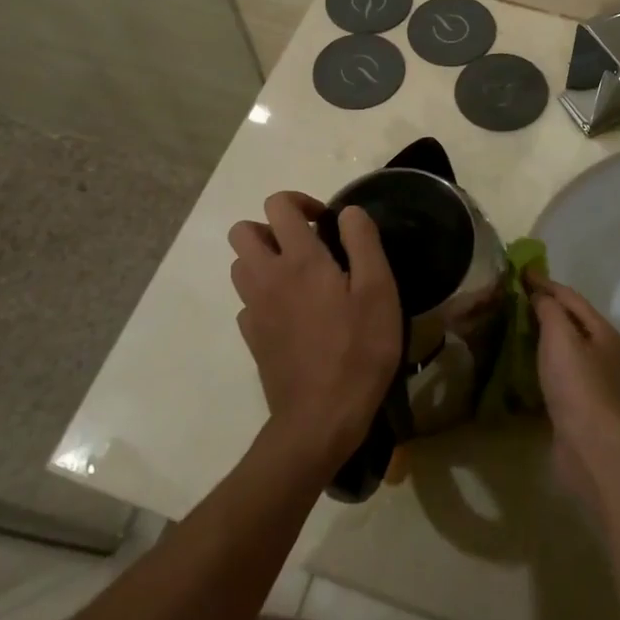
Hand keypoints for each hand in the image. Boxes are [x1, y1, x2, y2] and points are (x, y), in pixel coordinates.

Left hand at [229, 193, 400, 472]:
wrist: (320, 418)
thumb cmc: (358, 349)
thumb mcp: (379, 290)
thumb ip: (363, 242)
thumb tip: (348, 211)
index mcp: (299, 259)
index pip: (277, 205)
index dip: (300, 202)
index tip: (325, 222)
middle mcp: (266, 277)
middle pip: (243, 231)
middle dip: (271, 228)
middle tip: (306, 245)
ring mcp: (253, 309)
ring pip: (240, 265)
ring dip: (264, 259)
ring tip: (300, 276)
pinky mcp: (251, 337)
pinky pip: (247, 300)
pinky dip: (264, 294)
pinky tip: (294, 313)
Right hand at [530, 273, 619, 510]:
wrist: (590, 446)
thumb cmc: (577, 384)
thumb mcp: (561, 337)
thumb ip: (549, 309)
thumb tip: (539, 294)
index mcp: (602, 332)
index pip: (570, 297)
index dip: (545, 283)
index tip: (518, 272)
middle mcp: (601, 352)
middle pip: (570, 321)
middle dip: (543, 306)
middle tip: (512, 297)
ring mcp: (590, 379)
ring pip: (563, 346)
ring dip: (541, 333)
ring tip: (513, 325)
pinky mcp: (576, 403)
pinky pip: (556, 370)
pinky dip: (540, 359)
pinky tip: (522, 362)